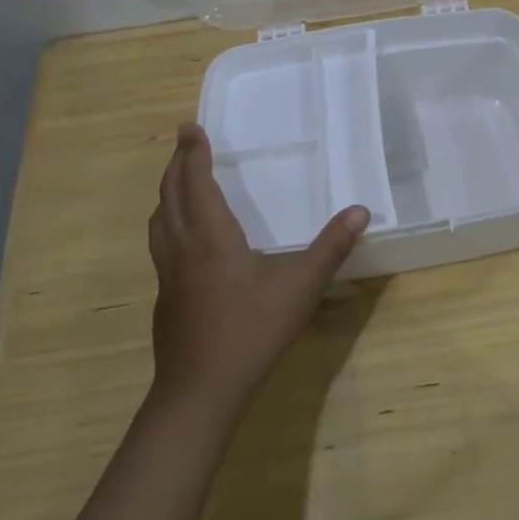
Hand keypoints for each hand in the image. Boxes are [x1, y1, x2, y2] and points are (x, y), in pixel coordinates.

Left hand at [147, 123, 368, 417]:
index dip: (193, 153)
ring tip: (179, 180)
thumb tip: (359, 211)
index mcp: (211, 237)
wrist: (198, 392)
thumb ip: (329, 249)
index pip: (196, 182)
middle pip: (171, 194)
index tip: (190, 127)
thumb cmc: (249, 334)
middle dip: (177, 164)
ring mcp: (167, 272)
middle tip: (185, 141)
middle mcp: (182, 246)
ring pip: (159, 219)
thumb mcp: (299, 290)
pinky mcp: (164, 294)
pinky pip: (160, 241)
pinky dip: (168, 219)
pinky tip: (183, 235)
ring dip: (168, 191)